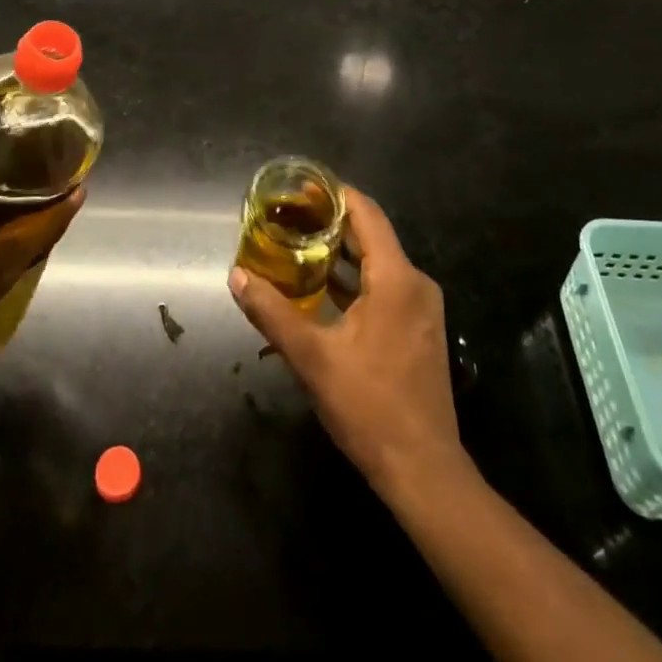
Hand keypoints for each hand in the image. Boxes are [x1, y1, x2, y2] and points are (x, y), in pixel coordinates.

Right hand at [230, 188, 462, 495]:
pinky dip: (354, 279)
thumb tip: (237, 276)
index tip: (298, 189)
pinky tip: (321, 290)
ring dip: (340, 253)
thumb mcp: (313, 358)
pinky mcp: (418, 329)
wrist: (425, 472)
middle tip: (287, 218)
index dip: (333, 195)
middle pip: (371, 235)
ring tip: (296, 247)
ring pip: (377, 262)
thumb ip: (272, 312)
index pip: (366, 213)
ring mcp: (421, 308)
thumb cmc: (370, 407)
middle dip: (329, 223)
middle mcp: (415, 283)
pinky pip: (385, 286)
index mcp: (396, 278)